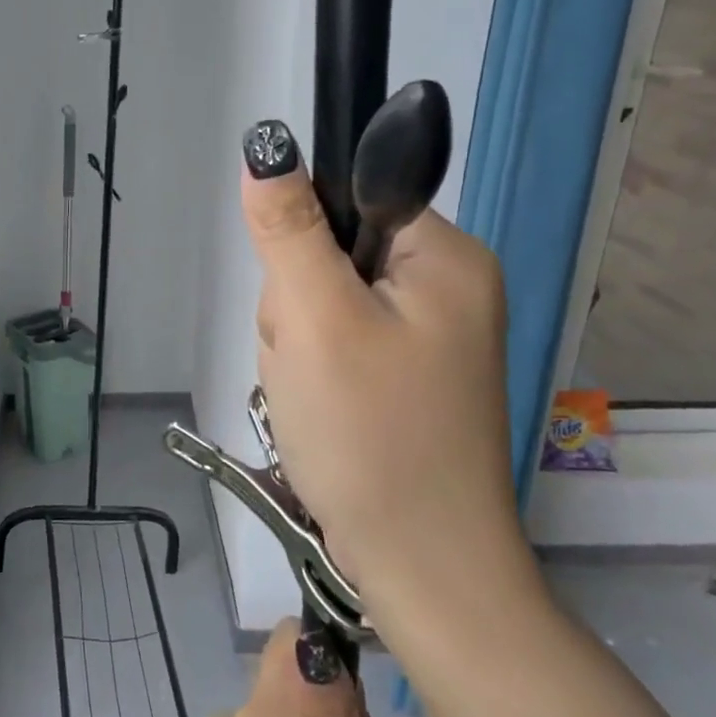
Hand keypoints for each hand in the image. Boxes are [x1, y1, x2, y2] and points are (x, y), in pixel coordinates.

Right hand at [239, 119, 534, 631]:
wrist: (422, 569)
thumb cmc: (372, 436)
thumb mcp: (317, 321)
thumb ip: (289, 229)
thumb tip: (268, 147)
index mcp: (445, 257)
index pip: (349, 201)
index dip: (304, 247)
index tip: (302, 305)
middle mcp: (447, 288)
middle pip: (329, 255)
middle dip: (296, 309)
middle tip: (308, 365)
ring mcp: (426, 338)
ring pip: (322, 305)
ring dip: (297, 347)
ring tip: (314, 398)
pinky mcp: (404, 379)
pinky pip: (335, 347)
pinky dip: (313, 376)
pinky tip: (321, 413)